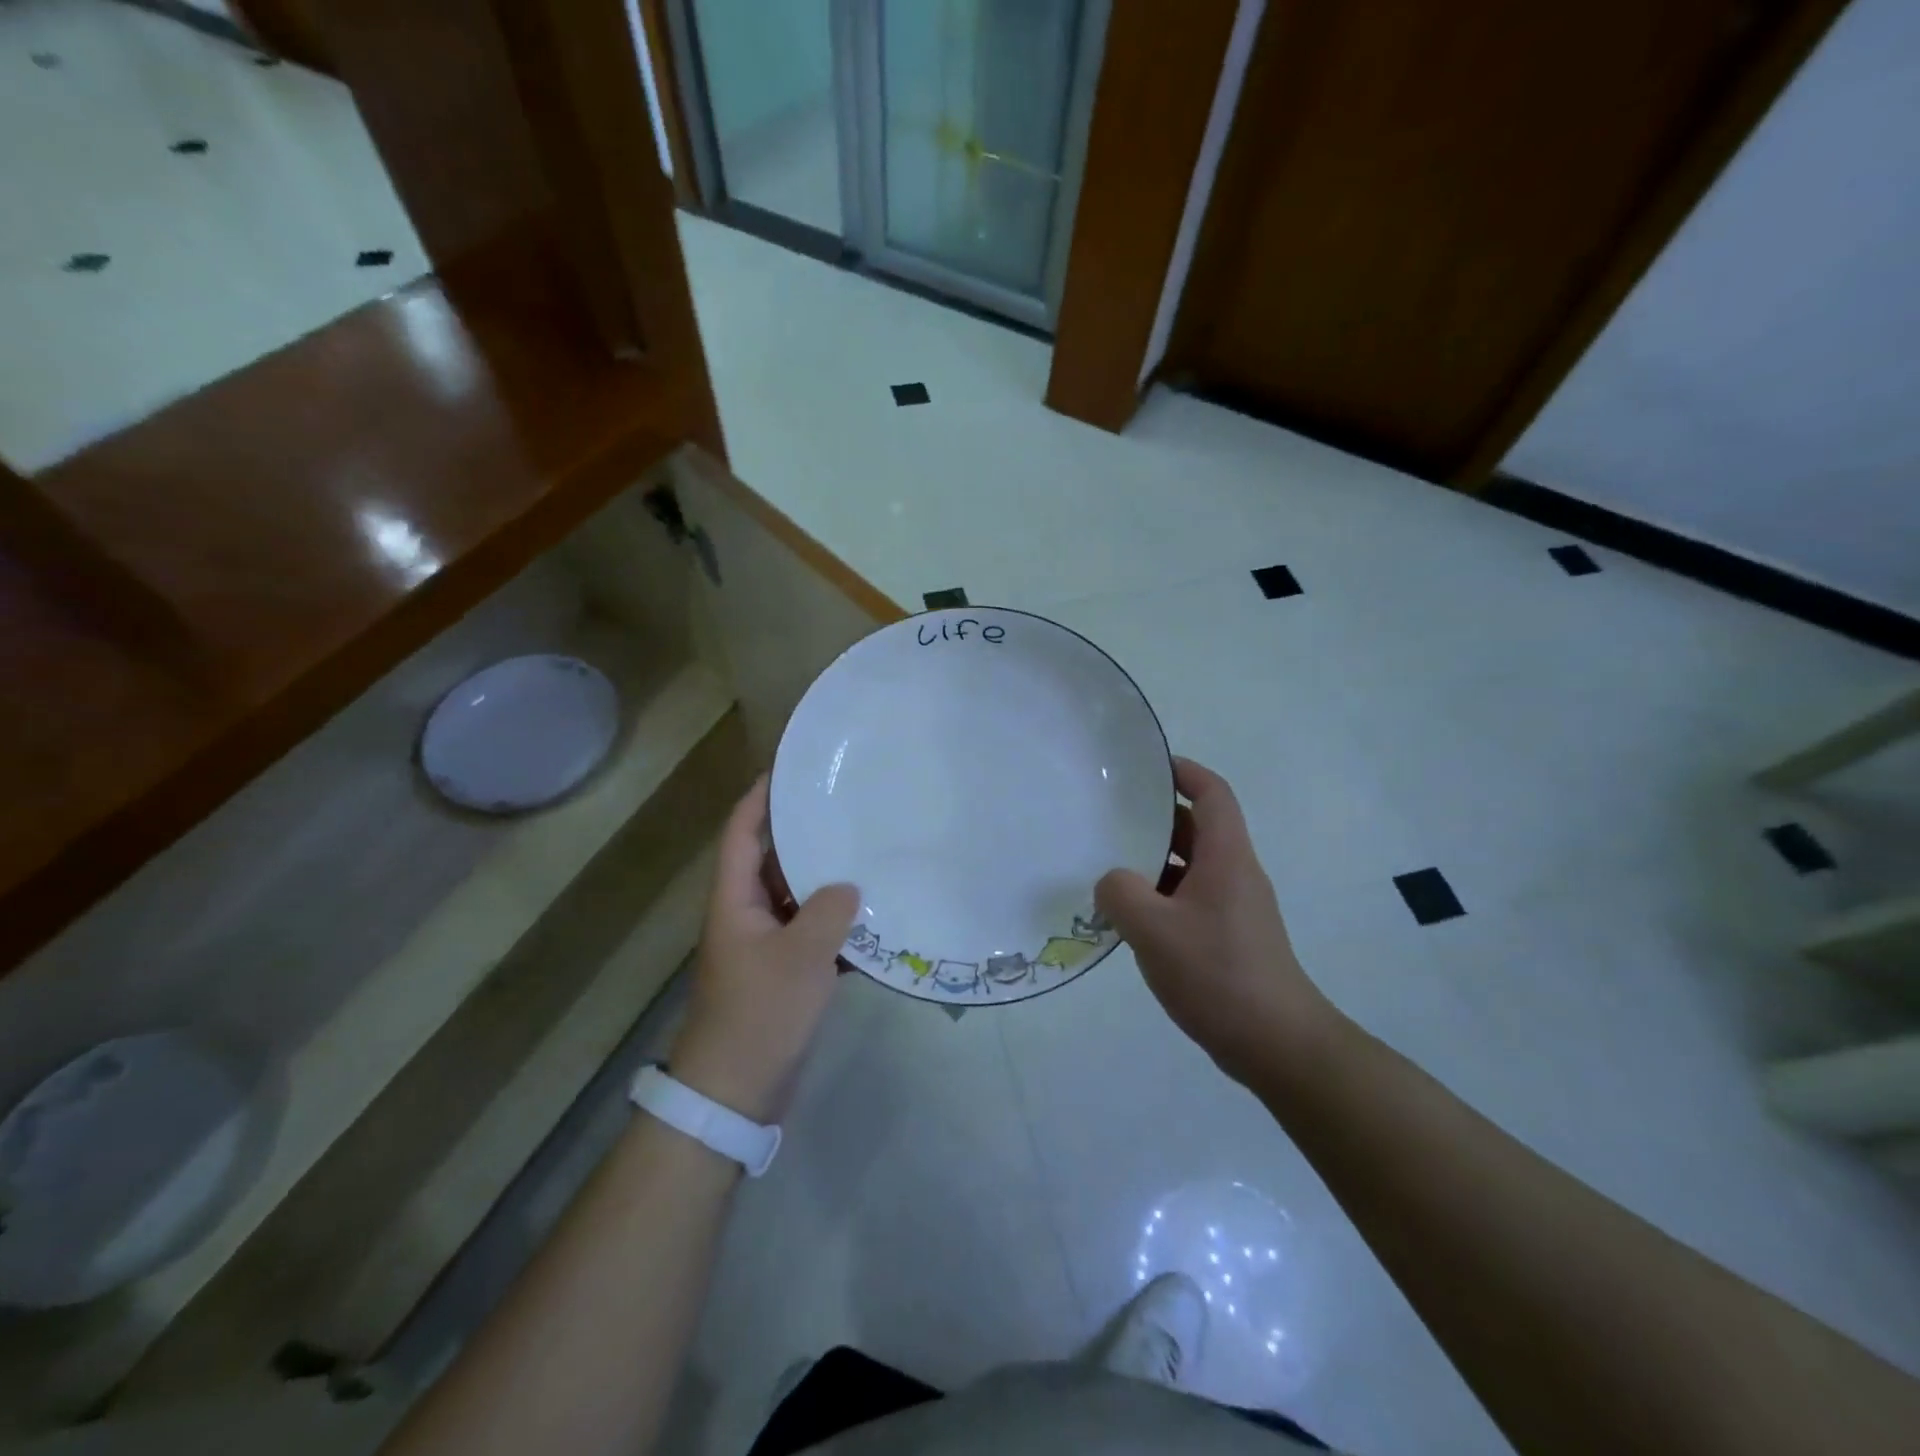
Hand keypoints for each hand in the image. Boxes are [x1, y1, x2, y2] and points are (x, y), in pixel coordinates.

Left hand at [670, 777, 859, 1123]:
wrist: (736, 1092)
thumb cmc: (760, 1014)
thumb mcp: (801, 957)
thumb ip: (829, 912)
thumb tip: (848, 887)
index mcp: (735, 901)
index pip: (742, 834)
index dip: (760, 798)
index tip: (791, 769)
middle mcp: (746, 914)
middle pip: (772, 860)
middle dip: (803, 833)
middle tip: (845, 807)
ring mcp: (765, 945)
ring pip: (796, 897)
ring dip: (825, 879)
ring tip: (866, 851)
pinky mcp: (783, 973)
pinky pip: (811, 933)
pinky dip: (836, 924)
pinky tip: (873, 917)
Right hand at [1096, 758, 1336, 1087]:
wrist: (1277, 1043)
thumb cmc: (1218, 973)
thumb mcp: (1153, 929)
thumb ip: (1121, 893)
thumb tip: (1112, 882)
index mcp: (1227, 857)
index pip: (1212, 794)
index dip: (1184, 771)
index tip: (1147, 766)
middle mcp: (1235, 874)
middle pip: (1198, 828)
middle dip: (1157, 817)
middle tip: (1109, 814)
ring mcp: (1235, 908)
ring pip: (1191, 867)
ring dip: (1154, 861)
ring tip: (1108, 863)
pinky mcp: (1229, 938)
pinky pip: (1190, 900)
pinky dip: (1161, 896)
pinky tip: (1129, 916)